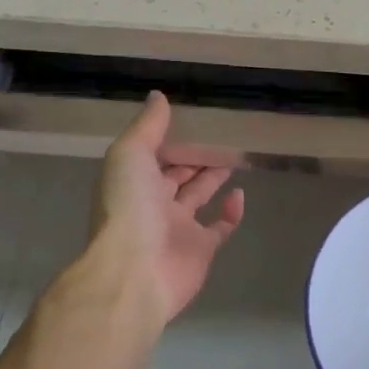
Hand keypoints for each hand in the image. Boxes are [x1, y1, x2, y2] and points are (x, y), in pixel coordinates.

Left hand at [84, 92, 244, 327]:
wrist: (133, 272)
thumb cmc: (128, 207)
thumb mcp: (130, 154)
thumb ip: (147, 126)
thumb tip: (158, 96)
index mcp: (133, 180)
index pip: (154, 154)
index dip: (171, 139)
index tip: (194, 120)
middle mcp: (153, 203)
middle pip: (177, 175)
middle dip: (194, 157)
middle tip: (221, 136)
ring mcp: (178, 227)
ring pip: (198, 196)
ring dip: (213, 178)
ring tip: (235, 156)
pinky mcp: (201, 249)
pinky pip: (220, 227)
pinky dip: (231, 211)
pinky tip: (240, 193)